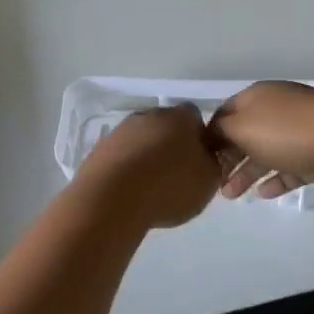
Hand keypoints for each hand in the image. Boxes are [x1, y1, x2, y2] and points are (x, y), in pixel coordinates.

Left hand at [73, 105, 220, 229]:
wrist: (111, 198)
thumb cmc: (169, 186)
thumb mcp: (208, 180)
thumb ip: (213, 163)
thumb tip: (206, 155)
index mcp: (180, 117)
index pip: (195, 117)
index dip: (199, 138)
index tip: (199, 162)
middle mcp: (149, 115)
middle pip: (166, 126)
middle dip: (171, 146)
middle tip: (177, 176)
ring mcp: (121, 131)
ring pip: (141, 140)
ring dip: (147, 157)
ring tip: (151, 188)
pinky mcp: (99, 149)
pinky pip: (121, 156)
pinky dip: (127, 169)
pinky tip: (130, 191)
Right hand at [208, 82, 313, 200]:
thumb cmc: (287, 131)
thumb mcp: (242, 126)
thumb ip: (220, 131)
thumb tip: (209, 135)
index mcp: (258, 98)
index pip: (225, 113)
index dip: (210, 134)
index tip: (197, 159)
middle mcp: (278, 112)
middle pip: (245, 135)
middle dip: (228, 159)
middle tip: (214, 183)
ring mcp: (300, 134)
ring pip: (267, 154)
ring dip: (248, 173)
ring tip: (231, 196)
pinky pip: (291, 170)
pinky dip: (276, 181)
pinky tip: (264, 195)